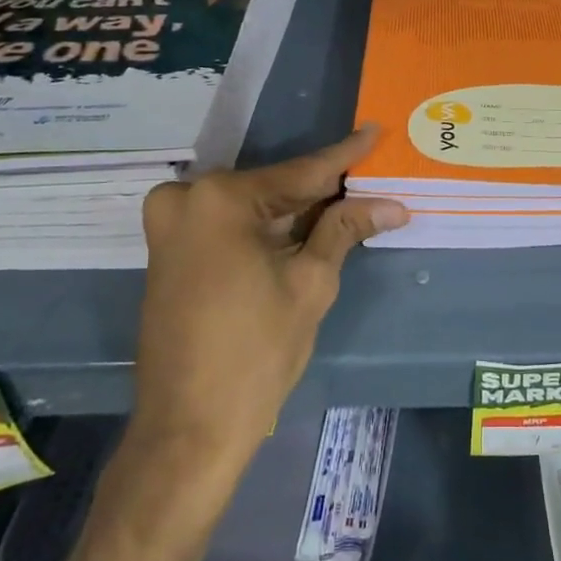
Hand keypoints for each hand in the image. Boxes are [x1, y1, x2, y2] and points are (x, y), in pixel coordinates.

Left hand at [129, 126, 406, 479]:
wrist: (188, 429)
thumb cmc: (256, 352)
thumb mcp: (310, 283)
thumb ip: (344, 229)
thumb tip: (392, 204)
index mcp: (220, 199)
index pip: (301, 173)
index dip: (344, 156)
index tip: (373, 131)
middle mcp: (187, 199)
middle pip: (273, 188)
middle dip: (321, 189)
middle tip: (367, 178)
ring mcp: (170, 226)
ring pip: (251, 206)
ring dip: (295, 209)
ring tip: (347, 202)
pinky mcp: (168, 252)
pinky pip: (228, 225)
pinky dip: (265, 227)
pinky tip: (304, 227)